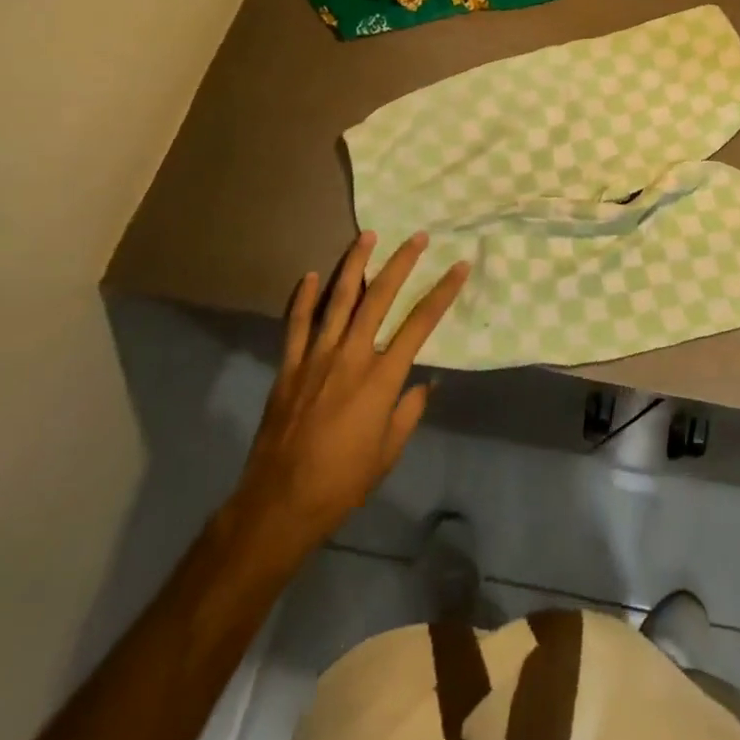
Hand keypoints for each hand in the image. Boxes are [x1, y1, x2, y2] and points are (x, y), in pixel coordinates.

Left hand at [225, 231, 468, 574]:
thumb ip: (410, 411)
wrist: (279, 504)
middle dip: (401, 263)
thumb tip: (425, 383)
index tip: (460, 266)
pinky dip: (304, 298)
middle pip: (379, 298)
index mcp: (381, 378)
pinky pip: (296, 325)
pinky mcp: (288, 368)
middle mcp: (351, 357)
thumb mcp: (389, 451)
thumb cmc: (343, 481)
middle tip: (417, 237)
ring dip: (354, 265)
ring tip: (367, 236)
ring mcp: (316, 358)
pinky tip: (311, 275)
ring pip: (338, 300)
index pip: (420, 323)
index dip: (443, 291)